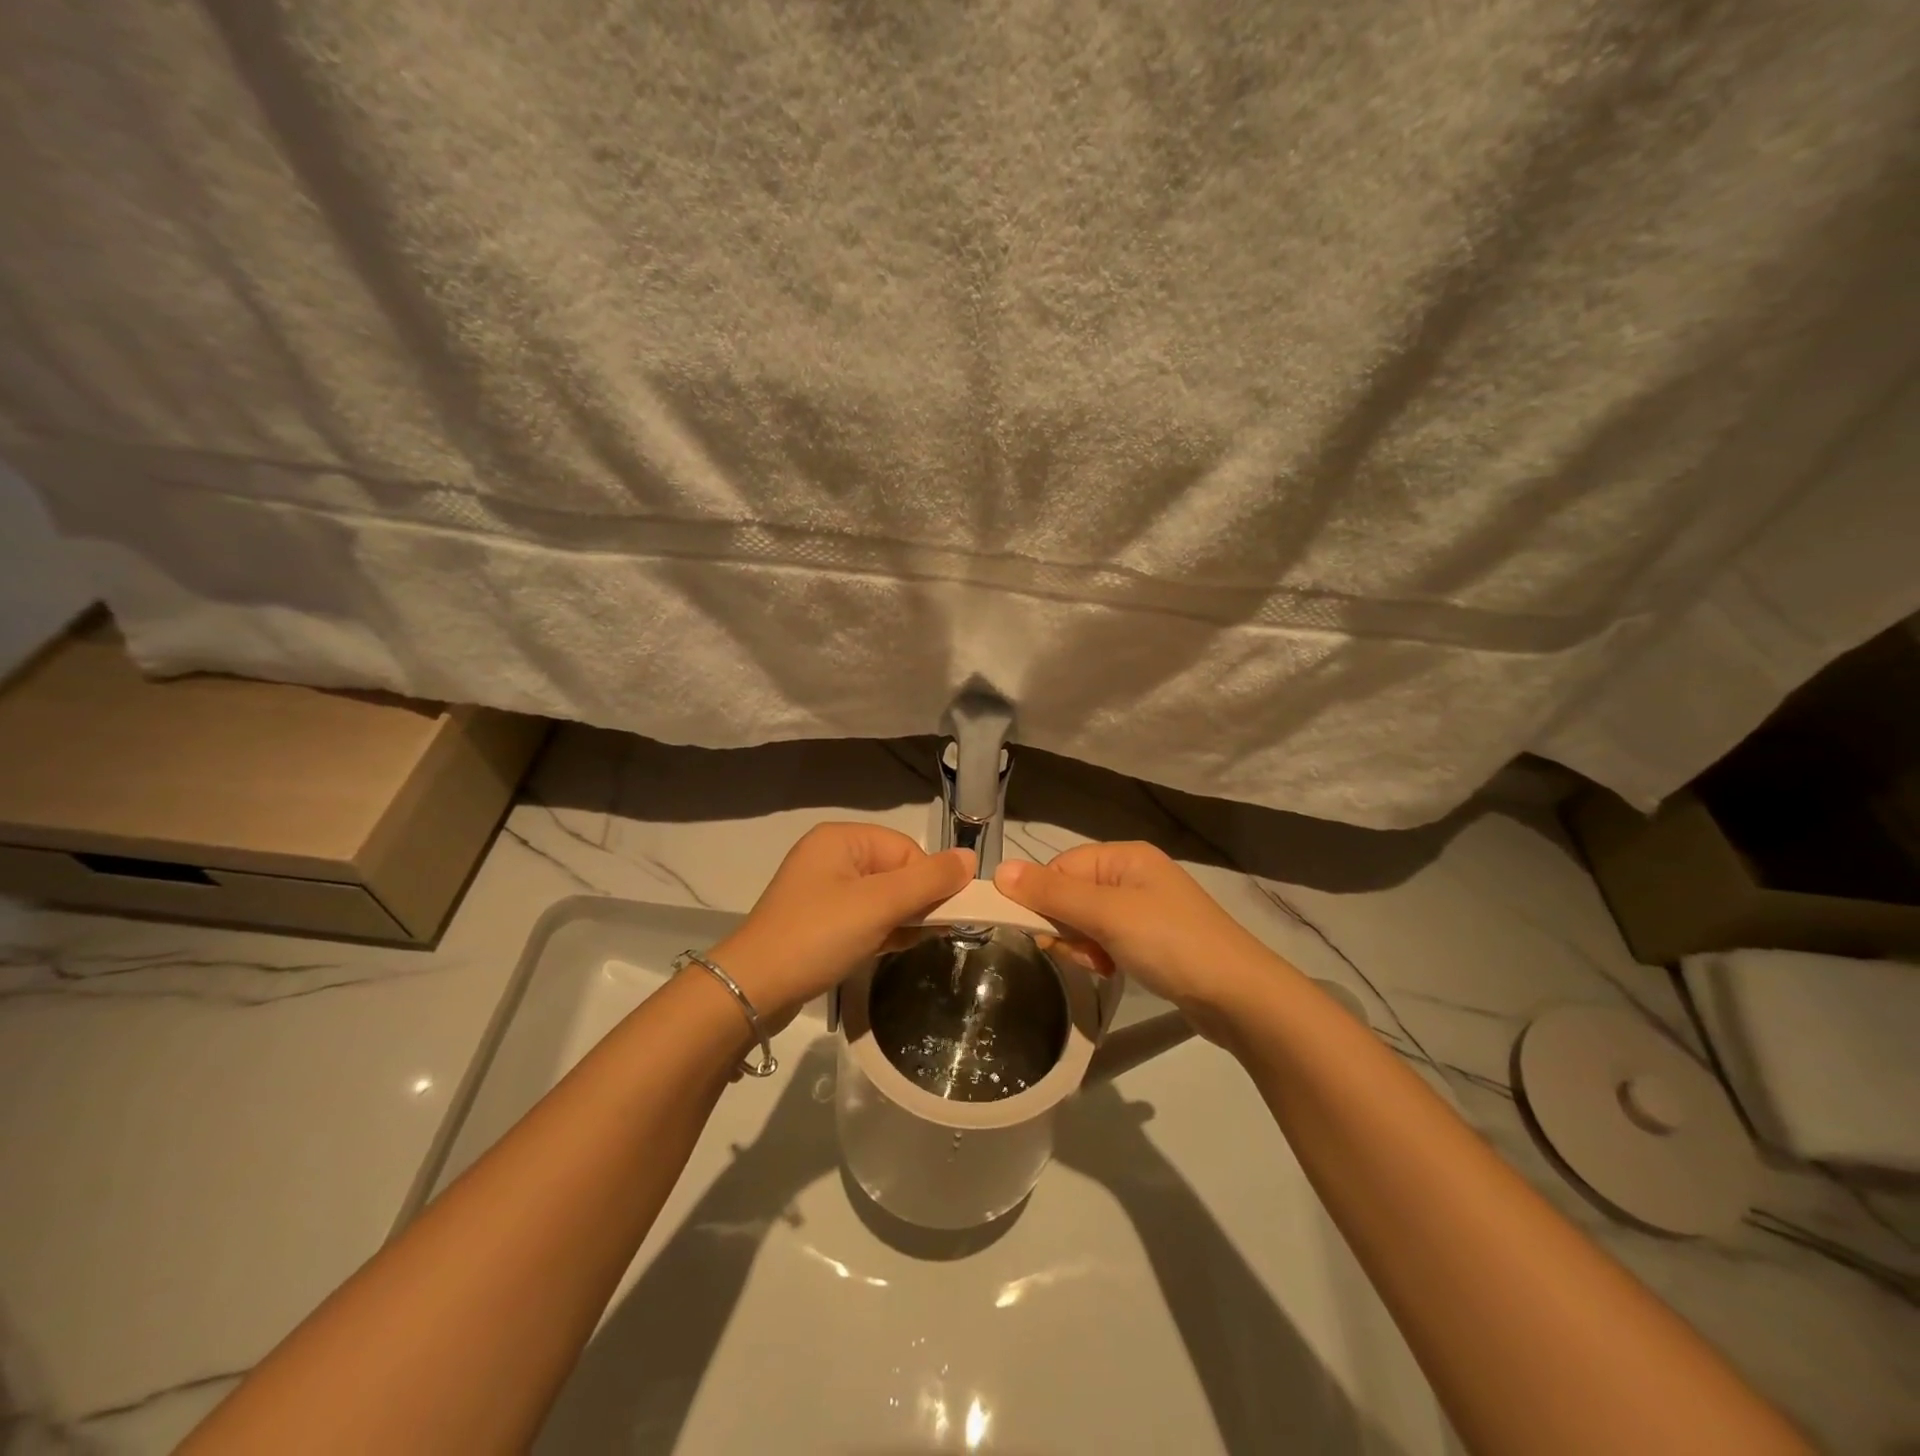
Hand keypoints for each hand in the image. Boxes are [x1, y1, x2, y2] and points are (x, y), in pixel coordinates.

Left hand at [708, 823, 975, 1024]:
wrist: (753, 991)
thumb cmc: (818, 936)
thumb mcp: (879, 905)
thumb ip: (928, 881)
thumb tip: (971, 858)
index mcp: (842, 839)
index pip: (907, 850)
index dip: (928, 882)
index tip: (938, 917)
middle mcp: (832, 856)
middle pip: (896, 872)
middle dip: (915, 903)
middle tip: (926, 934)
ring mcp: (823, 891)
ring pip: (883, 898)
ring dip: (901, 920)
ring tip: (902, 945)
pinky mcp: (820, 921)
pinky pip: (865, 917)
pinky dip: (882, 931)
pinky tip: (890, 950)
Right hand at [993, 841, 1284, 1038]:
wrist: (1238, 997)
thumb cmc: (1170, 943)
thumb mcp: (1107, 915)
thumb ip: (1052, 893)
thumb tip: (999, 870)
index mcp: (1124, 857)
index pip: (1060, 867)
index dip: (1044, 899)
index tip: (1043, 934)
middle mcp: (1133, 875)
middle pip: (1071, 894)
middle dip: (1067, 927)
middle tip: (1084, 952)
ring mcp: (1144, 908)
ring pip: (1086, 921)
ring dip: (1084, 946)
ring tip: (1104, 966)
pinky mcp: (1152, 939)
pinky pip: (1107, 939)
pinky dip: (1102, 956)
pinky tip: (1113, 971)